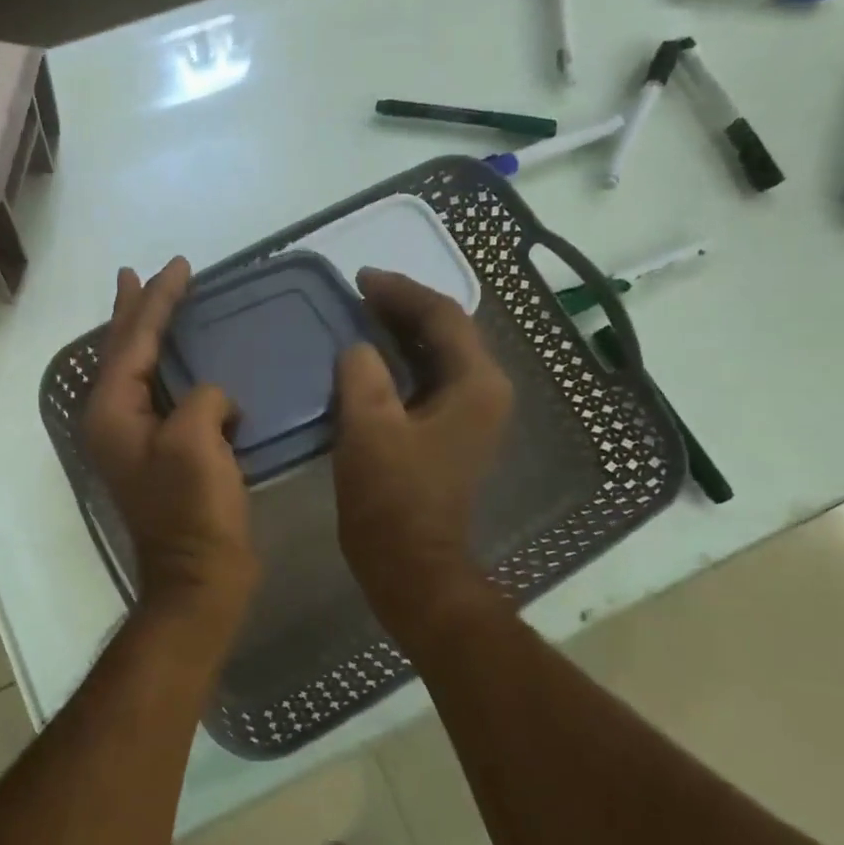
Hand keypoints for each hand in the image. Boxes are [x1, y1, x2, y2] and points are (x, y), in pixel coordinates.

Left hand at [82, 257, 259, 610]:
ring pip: (139, 372)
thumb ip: (203, 398)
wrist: (199, 577)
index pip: (133, 341)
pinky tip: (185, 365)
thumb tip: (214, 399)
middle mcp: (113, 420)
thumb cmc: (192, 510)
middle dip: (134, 311)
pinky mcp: (158, 455)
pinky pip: (161, 396)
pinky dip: (171, 371)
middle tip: (138, 273)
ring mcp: (133, 440)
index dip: (156, 300)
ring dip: (147, 337)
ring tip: (153, 304)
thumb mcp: (197, 442)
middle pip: (122, 351)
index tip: (177, 265)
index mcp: (112, 411)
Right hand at [333, 269, 513, 624]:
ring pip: (439, 356)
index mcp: (477, 385)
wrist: (411, 565)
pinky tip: (370, 360)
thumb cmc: (392, 498)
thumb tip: (359, 349)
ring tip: (361, 317)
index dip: (401, 292)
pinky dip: (402, 363)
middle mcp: (485, 393)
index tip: (360, 279)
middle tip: (358, 293)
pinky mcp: (452, 435)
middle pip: (448, 332)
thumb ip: (363, 374)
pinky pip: (430, 381)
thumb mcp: (369, 428)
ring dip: (402, 334)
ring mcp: (472, 416)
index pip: (443, 317)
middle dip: (403, 308)